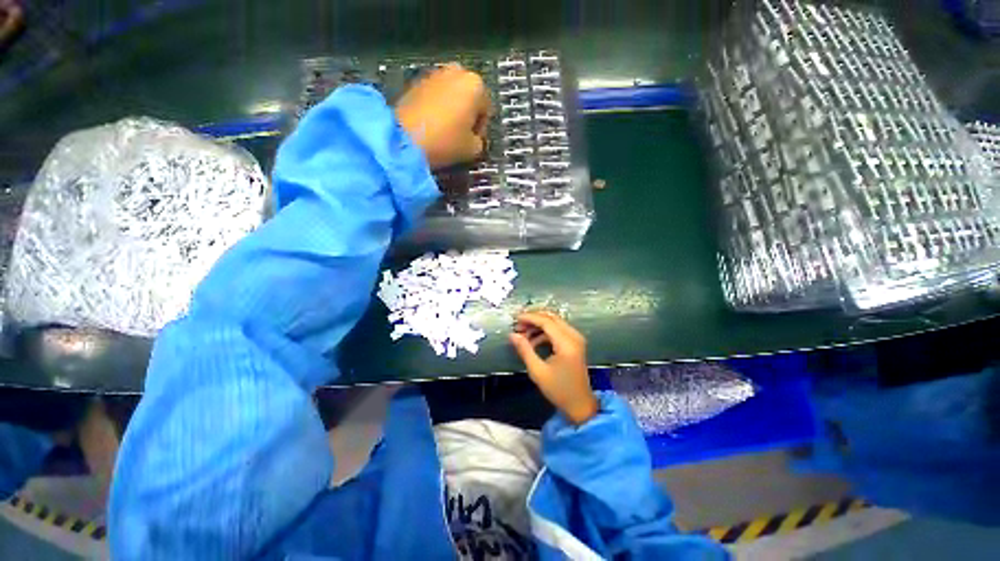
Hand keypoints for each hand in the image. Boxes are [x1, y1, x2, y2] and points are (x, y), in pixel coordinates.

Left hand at [395, 65, 491, 169]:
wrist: (404, 137)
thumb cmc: (445, 141)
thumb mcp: (472, 149)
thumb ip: (480, 142)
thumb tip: (475, 139)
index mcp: (476, 84)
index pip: (486, 110)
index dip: (481, 129)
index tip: (472, 142)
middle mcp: (457, 71)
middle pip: (469, 98)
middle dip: (467, 114)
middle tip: (460, 134)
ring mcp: (435, 73)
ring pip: (452, 95)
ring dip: (452, 110)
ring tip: (445, 130)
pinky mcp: (417, 80)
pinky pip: (435, 95)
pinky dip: (437, 107)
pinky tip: (432, 124)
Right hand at [509, 311, 597, 425]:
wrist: (580, 405)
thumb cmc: (559, 390)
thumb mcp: (538, 371)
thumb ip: (525, 350)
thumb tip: (512, 335)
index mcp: (566, 343)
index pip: (546, 322)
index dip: (529, 318)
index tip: (515, 319)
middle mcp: (574, 336)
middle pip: (551, 318)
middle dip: (533, 319)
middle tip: (518, 325)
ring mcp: (576, 339)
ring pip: (555, 322)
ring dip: (538, 325)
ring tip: (523, 334)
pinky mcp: (575, 343)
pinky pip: (558, 330)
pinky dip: (545, 332)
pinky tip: (533, 341)